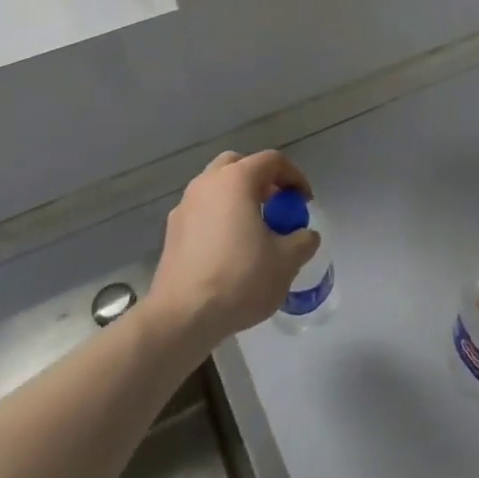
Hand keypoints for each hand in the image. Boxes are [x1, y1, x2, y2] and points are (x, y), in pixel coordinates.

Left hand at [148, 150, 319, 347]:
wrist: (182, 316)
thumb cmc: (239, 279)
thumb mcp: (286, 262)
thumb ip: (303, 241)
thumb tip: (306, 235)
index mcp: (237, 180)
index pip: (272, 161)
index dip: (294, 177)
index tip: (304, 203)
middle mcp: (207, 183)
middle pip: (239, 165)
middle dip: (261, 180)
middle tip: (276, 206)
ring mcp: (185, 205)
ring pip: (217, 187)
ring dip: (238, 198)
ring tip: (254, 229)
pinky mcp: (172, 231)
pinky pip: (202, 210)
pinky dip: (219, 217)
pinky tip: (228, 249)